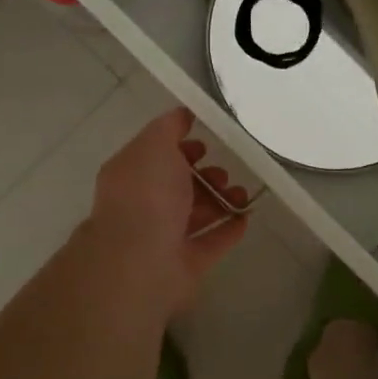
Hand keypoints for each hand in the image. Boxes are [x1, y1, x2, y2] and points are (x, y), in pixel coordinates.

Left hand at [81, 108, 250, 314]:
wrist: (142, 261)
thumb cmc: (147, 195)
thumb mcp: (154, 145)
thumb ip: (169, 127)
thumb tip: (182, 114)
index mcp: (130, 177)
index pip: (155, 157)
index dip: (180, 147)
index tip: (204, 143)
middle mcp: (144, 207)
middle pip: (177, 187)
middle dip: (204, 175)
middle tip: (224, 172)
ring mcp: (163, 239)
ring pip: (195, 214)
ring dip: (220, 201)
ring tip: (241, 193)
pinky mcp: (185, 265)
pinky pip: (211, 243)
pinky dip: (228, 230)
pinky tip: (247, 217)